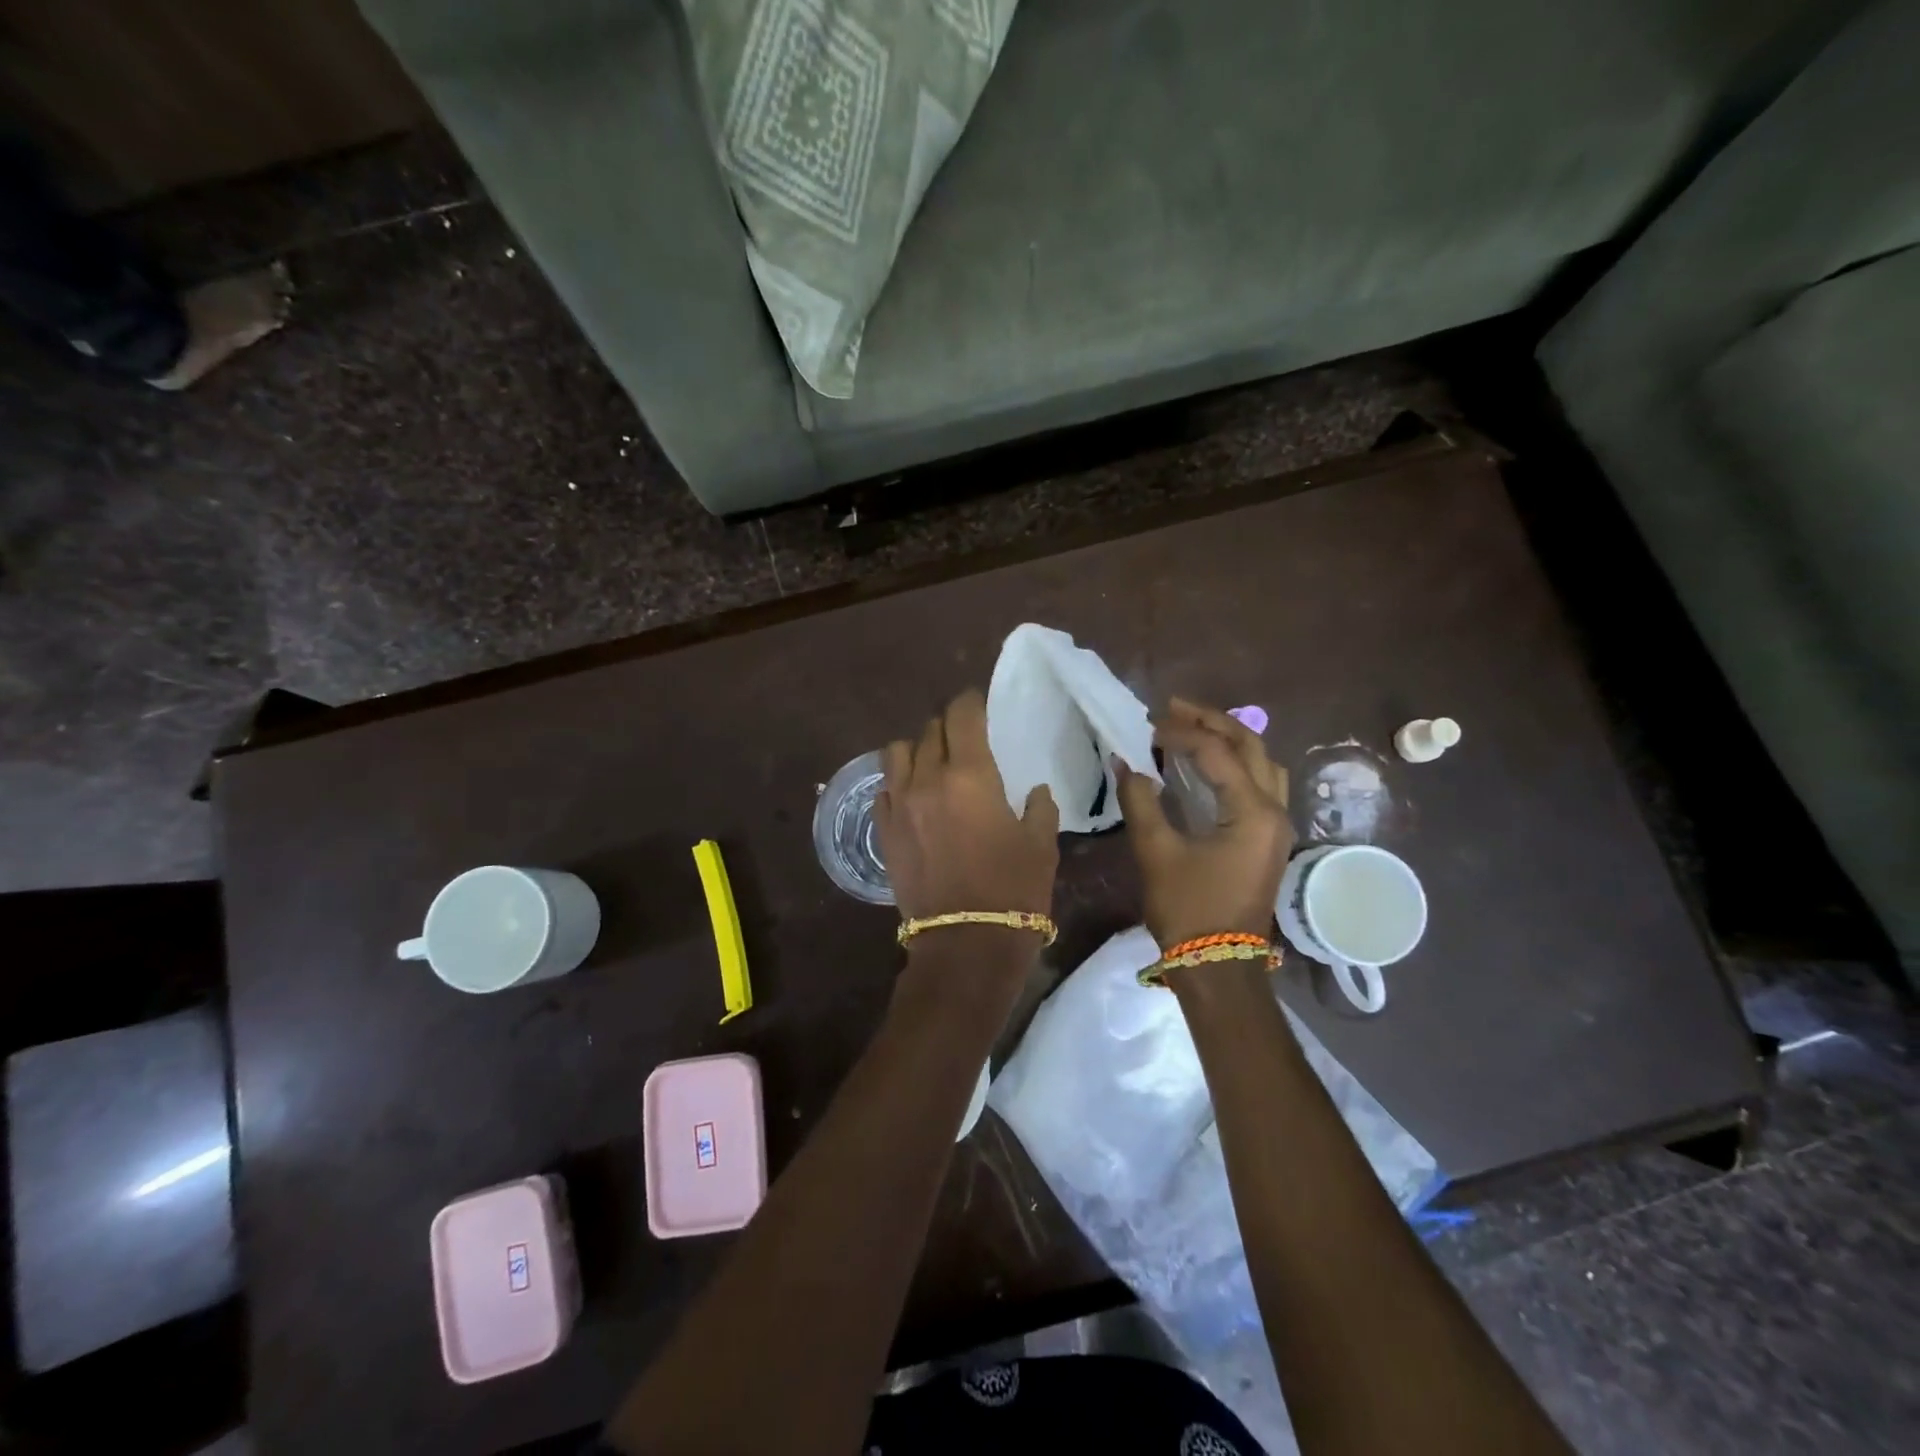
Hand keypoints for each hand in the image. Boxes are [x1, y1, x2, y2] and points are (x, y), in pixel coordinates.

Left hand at [875, 689, 1059, 930]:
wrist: (965, 943)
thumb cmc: (1013, 891)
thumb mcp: (1041, 845)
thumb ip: (1040, 808)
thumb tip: (1035, 792)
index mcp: (971, 775)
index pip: (963, 715)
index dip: (971, 701)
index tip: (978, 702)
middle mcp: (928, 780)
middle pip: (931, 730)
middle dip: (950, 725)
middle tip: (965, 736)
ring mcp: (899, 804)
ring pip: (898, 752)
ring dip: (918, 748)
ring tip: (934, 761)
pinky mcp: (883, 830)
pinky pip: (884, 787)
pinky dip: (899, 780)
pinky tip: (914, 794)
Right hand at [1116, 698, 1294, 949]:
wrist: (1218, 965)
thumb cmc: (1188, 909)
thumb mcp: (1157, 852)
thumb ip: (1140, 801)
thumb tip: (1124, 763)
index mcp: (1253, 811)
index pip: (1216, 753)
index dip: (1179, 733)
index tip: (1146, 727)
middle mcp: (1275, 810)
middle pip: (1250, 745)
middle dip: (1211, 721)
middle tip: (1172, 708)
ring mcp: (1277, 825)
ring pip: (1261, 762)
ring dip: (1229, 738)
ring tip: (1192, 728)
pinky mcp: (1268, 837)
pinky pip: (1260, 783)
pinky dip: (1235, 763)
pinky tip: (1208, 764)